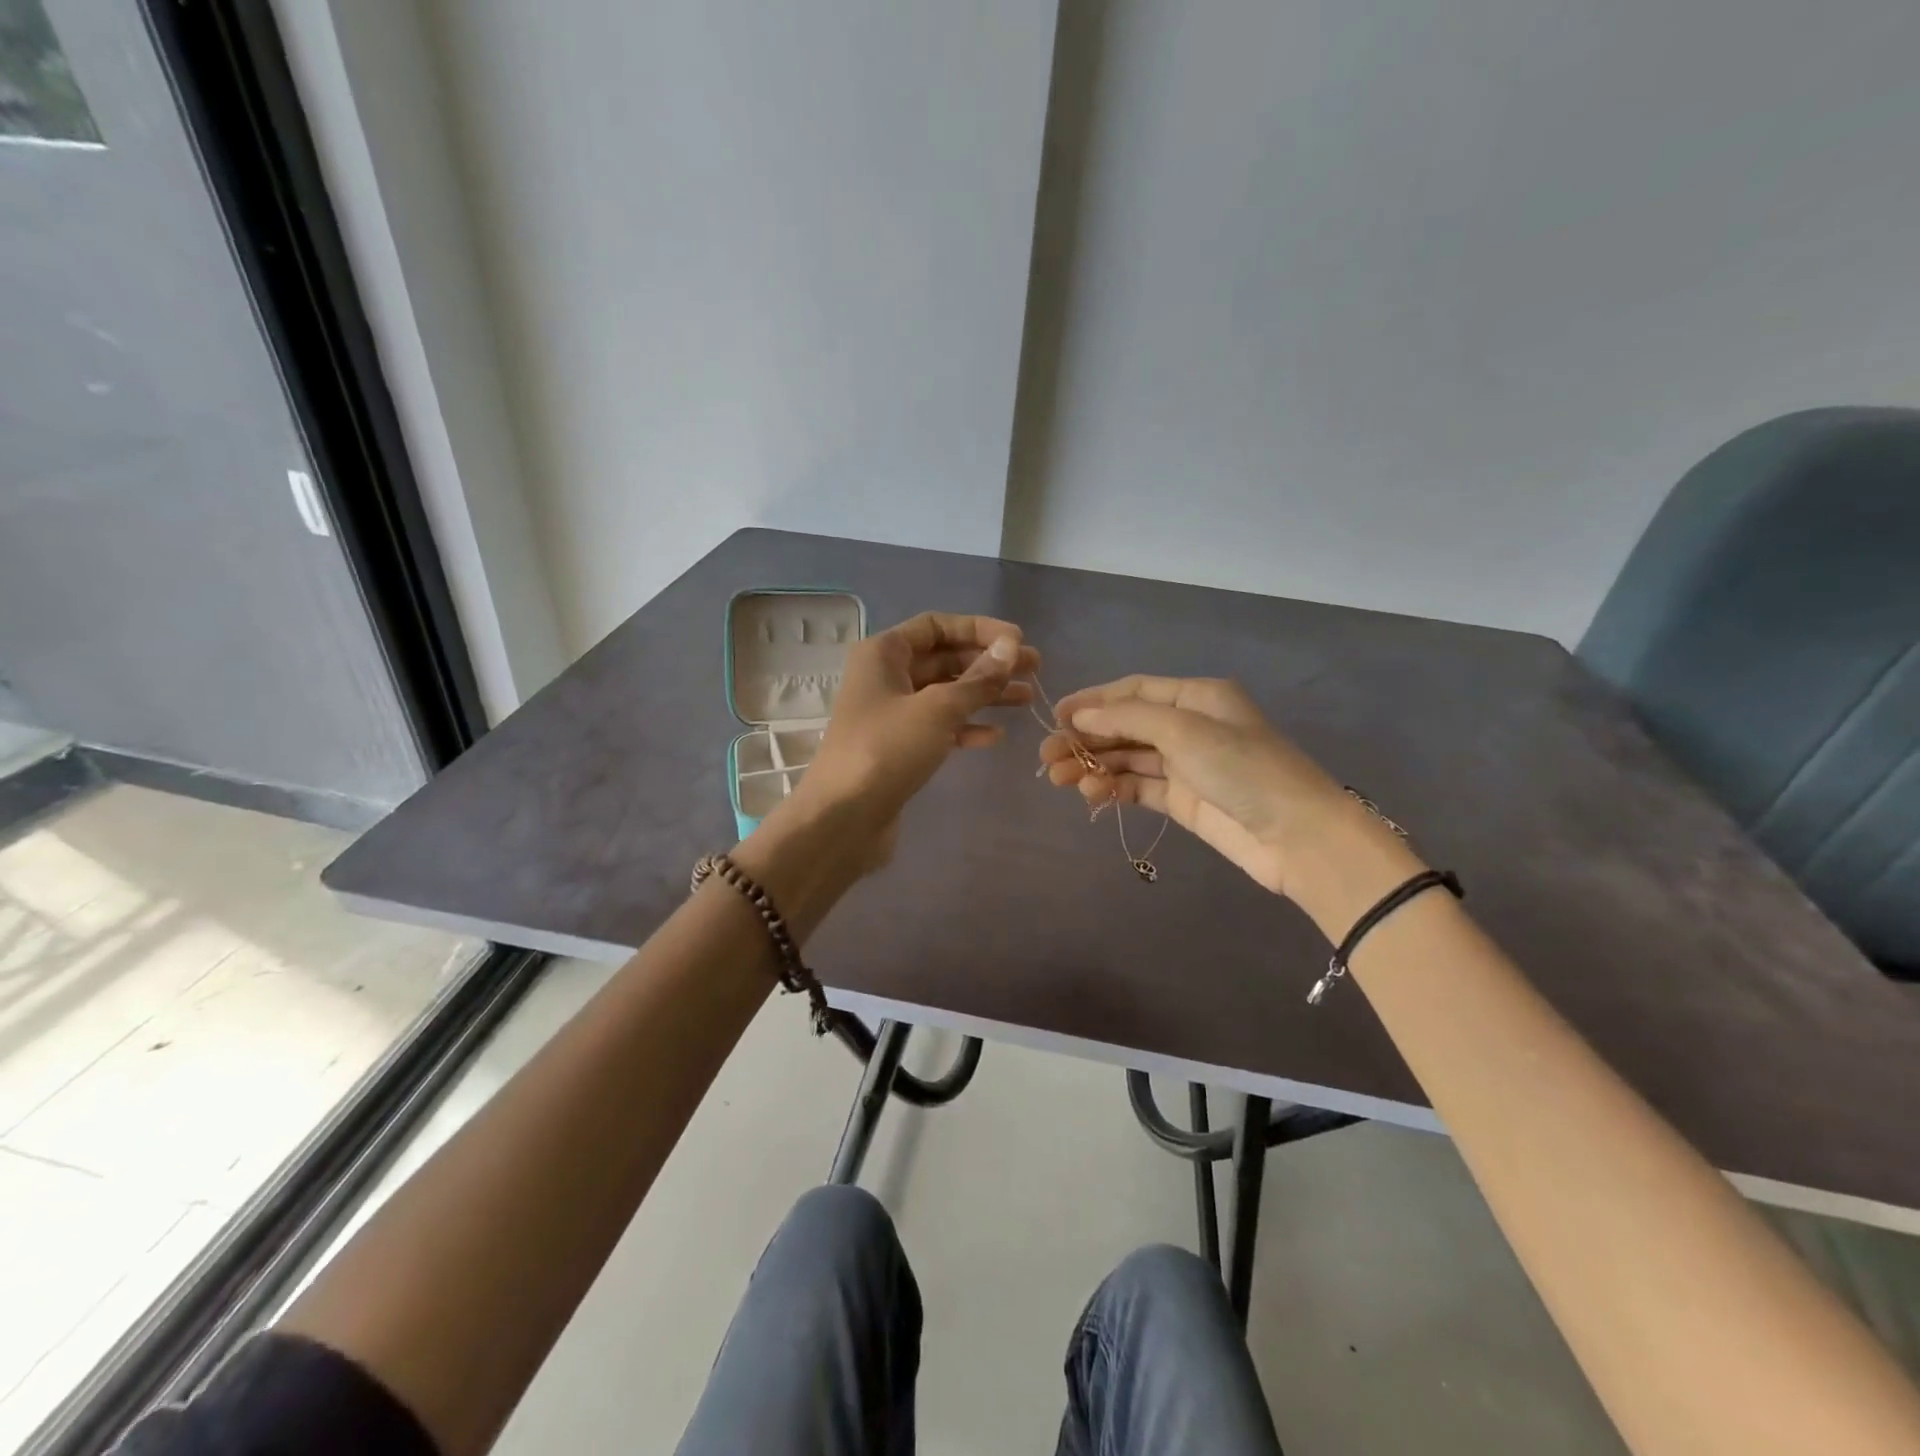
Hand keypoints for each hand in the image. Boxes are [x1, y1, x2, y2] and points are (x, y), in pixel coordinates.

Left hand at [797, 612, 1039, 837]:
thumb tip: (1011, 647)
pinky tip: (995, 736)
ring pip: (946, 694)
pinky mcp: (899, 747)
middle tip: (1035, 670)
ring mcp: (891, 714)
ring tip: (1028, 699)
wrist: (843, 818)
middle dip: (988, 663)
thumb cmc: (887, 750)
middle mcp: (885, 677)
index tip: (1018, 642)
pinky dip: (966, 727)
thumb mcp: (938, 708)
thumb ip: (978, 678)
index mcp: (884, 653)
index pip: (936, 625)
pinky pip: (939, 726)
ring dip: (985, 694)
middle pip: (944, 658)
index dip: (979, 629)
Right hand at [1039, 675, 1399, 900]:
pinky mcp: (1184, 800)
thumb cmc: (1242, 768)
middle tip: (1047, 757)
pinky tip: (1092, 795)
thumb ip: (1128, 719)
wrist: (1298, 836)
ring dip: (1094, 766)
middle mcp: (1190, 726)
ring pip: (1128, 759)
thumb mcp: (1184, 731)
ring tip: (1060, 780)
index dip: (1093, 701)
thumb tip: (1079, 716)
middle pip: (1126, 726)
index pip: (1134, 691)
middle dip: (1086, 739)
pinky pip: (1139, 788)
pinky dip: (1114, 789)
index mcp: (1196, 697)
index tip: (1055, 717)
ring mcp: (1187, 765)